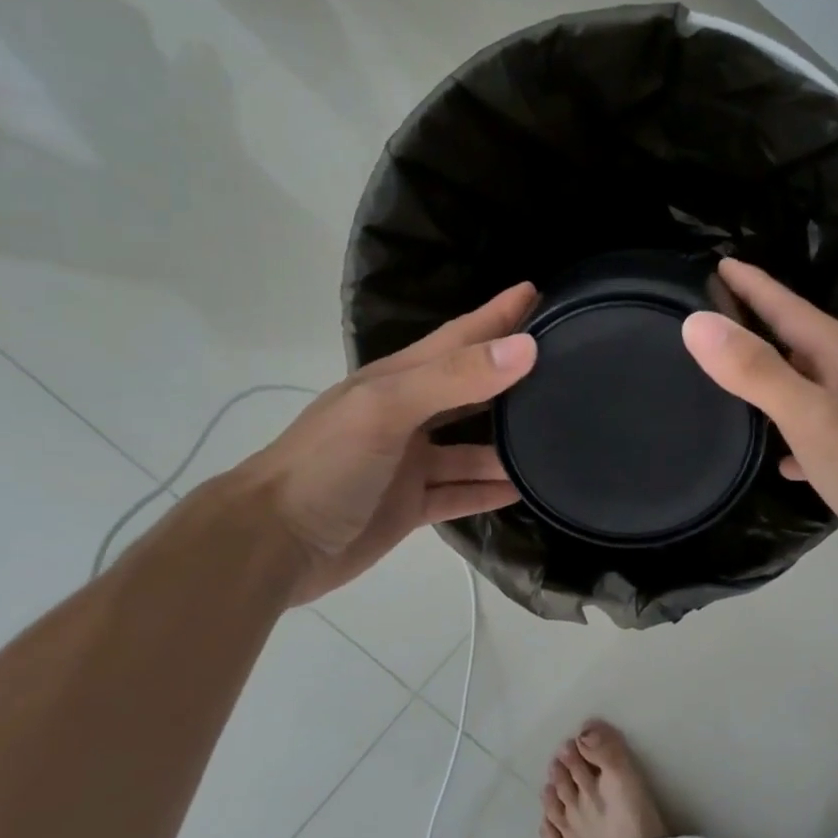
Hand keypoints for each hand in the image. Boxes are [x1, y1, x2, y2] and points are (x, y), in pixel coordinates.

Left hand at [235, 284, 538, 604]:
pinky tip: (526, 489)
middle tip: (565, 365)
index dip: (496, 315)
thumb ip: (455, 378)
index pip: (459, 338)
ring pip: (472, 448)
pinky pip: (463, 492)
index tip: (538, 293)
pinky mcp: (411, 505)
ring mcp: (410, 463)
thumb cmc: (326, 465)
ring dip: (510, 444)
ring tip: (560, 436)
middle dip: (512, 376)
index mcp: (398, 381)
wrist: (272, 544)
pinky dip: (491, 490)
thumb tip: (526, 348)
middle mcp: (408, 416)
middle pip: (471, 389)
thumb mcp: (388, 409)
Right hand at [681, 259, 837, 593]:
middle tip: (718, 320)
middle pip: (803, 344)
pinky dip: (799, 437)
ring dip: (779, 381)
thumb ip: (757, 372)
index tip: (719, 262)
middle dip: (762, 329)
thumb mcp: (813, 418)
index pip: (791, 309)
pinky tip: (781, 459)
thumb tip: (698, 324)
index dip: (754, 286)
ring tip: (738, 382)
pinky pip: (825, 434)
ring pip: (814, 388)